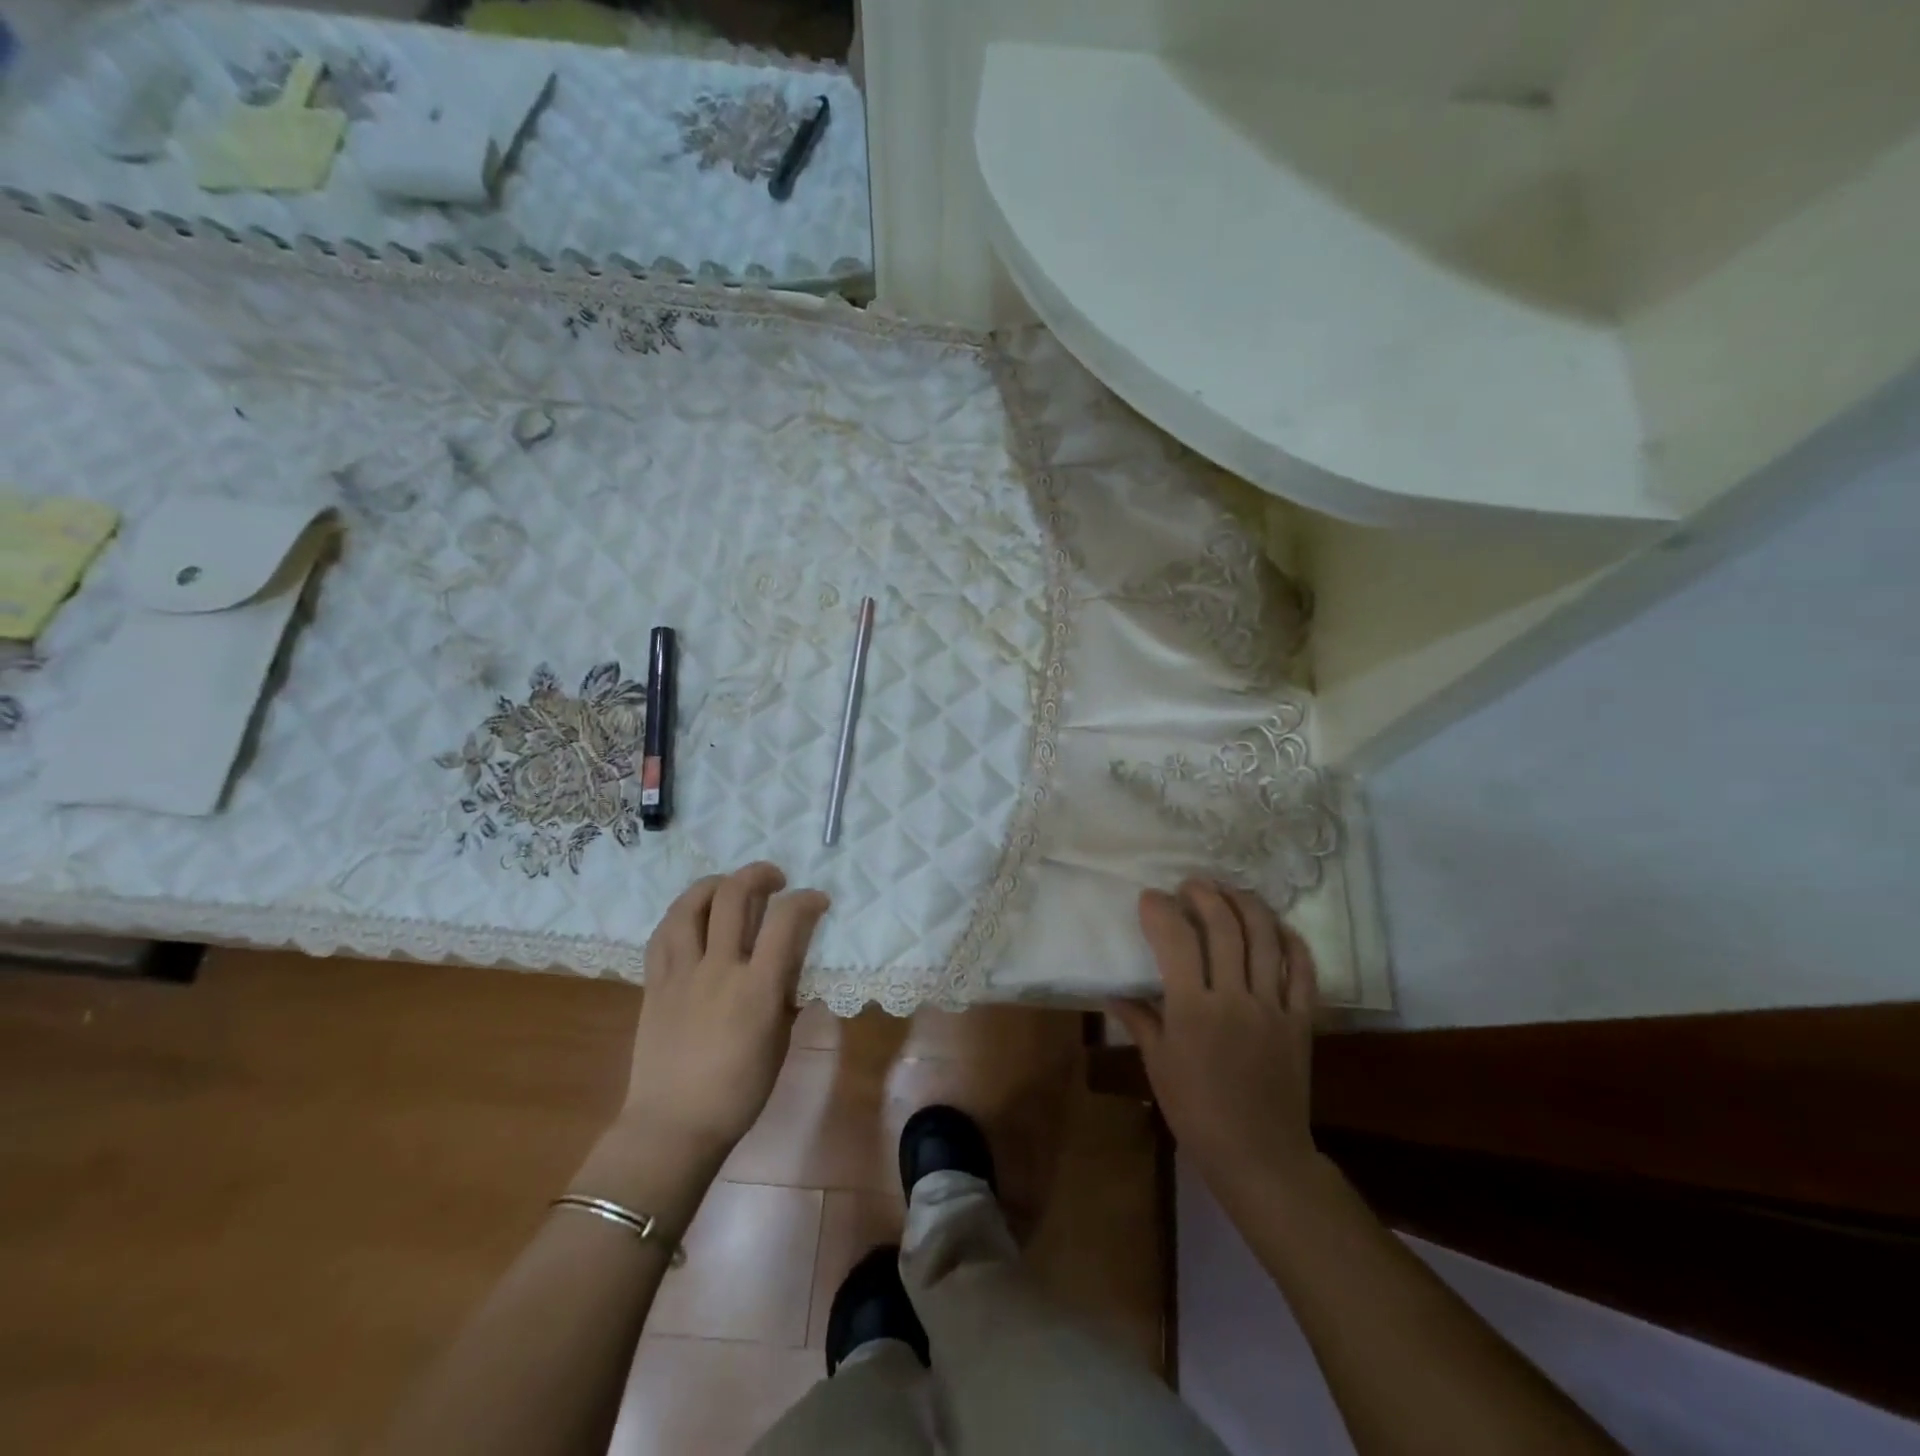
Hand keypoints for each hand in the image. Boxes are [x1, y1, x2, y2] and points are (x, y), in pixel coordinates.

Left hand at [620, 862, 830, 1155]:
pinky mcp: (654, 984)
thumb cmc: (738, 1093)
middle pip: (734, 897)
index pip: (786, 921)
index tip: (817, 900)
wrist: (672, 1127)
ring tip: (729, 885)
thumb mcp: (779, 1043)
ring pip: (690, 906)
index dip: (806, 900)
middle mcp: (718, 969)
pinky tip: (693, 915)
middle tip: (774, 879)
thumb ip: (786, 996)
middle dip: (758, 874)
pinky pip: (663, 934)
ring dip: (714, 884)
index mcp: (757, 989)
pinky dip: (681, 914)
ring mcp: (681, 974)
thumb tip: (792, 966)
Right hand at [1111, 880, 1319, 1195]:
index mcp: (1193, 1010)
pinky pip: (1302, 970)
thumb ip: (1141, 1020)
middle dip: (1204, 895)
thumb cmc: (1197, 1112)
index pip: (1176, 941)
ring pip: (1265, 938)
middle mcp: (1234, 998)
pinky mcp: (1300, 1020)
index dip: (1161, 910)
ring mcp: (1272, 1007)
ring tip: (1229, 890)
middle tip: (1190, 884)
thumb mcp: (1158, 1065)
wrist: (1260, 1156)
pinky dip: (1291, 940)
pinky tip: (1275, 925)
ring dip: (1245, 904)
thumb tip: (1115, 993)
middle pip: (1223, 927)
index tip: (1150, 897)